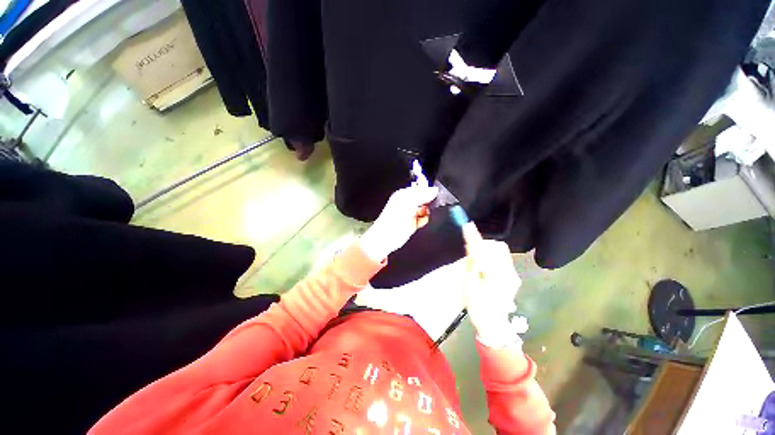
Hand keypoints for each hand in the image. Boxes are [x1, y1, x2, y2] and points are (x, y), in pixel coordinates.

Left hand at [359, 184, 437, 261]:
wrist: (386, 238)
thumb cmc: (392, 221)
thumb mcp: (409, 203)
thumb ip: (422, 195)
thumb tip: (434, 190)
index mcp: (403, 195)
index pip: (419, 187)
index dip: (427, 190)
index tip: (432, 195)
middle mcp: (407, 203)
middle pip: (424, 198)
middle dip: (428, 202)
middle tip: (426, 206)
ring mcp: (410, 213)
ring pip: (425, 209)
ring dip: (427, 212)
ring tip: (422, 215)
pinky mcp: (413, 223)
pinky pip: (424, 219)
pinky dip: (425, 220)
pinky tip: (421, 222)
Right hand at [464, 240, 525, 347]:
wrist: (493, 325)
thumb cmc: (478, 306)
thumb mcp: (469, 285)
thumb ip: (471, 264)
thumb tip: (470, 246)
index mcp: (496, 276)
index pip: (484, 250)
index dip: (474, 237)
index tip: (466, 225)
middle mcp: (509, 273)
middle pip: (498, 248)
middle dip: (484, 244)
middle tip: (472, 251)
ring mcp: (513, 275)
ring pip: (501, 253)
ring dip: (488, 251)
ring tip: (478, 261)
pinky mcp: (513, 277)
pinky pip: (503, 259)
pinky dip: (492, 257)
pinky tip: (485, 267)